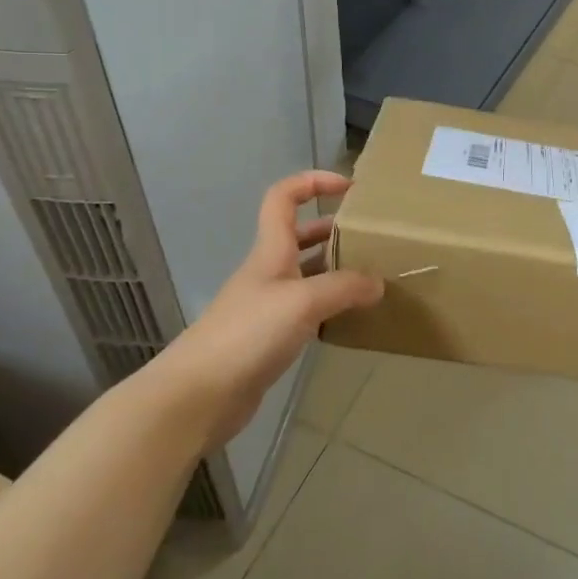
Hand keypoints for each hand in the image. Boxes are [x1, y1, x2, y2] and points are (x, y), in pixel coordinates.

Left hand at [149, 171, 382, 447]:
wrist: (198, 395)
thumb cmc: (248, 333)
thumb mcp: (303, 301)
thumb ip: (345, 287)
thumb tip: (379, 282)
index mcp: (272, 250)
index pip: (284, 197)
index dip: (313, 182)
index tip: (349, 188)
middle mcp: (269, 271)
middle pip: (301, 235)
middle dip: (335, 229)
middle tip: (373, 238)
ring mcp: (268, 305)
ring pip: (308, 274)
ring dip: (337, 270)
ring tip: (374, 276)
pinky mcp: (271, 338)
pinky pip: (308, 311)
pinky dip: (331, 307)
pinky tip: (352, 317)